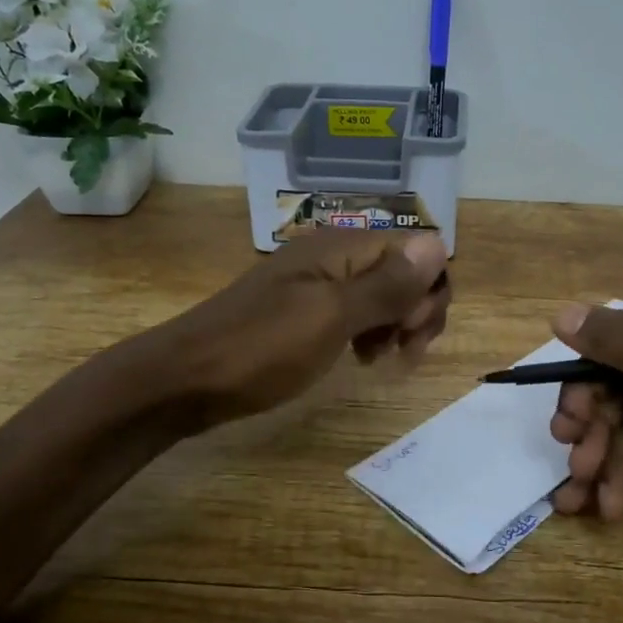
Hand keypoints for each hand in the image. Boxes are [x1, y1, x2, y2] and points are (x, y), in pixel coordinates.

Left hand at [150, 229, 450, 427]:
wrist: (184, 380)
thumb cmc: (260, 349)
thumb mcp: (330, 318)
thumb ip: (385, 284)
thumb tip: (438, 243)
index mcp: (340, 247)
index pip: (416, 249)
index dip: (428, 289)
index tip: (413, 333)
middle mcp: (331, 255)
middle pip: (401, 269)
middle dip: (416, 308)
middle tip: (403, 351)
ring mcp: (314, 283)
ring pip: (379, 293)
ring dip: (395, 323)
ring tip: (381, 358)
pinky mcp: (301, 311)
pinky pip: (352, 311)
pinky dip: (367, 332)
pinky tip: (360, 358)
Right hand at [547, 285, 622, 564]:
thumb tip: (561, 314)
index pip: (621, 343)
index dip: (588, 385)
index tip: (569, 426)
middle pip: (618, 384)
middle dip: (596, 431)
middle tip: (577, 466)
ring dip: (603, 459)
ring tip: (584, 498)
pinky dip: (620, 475)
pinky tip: (604, 504)